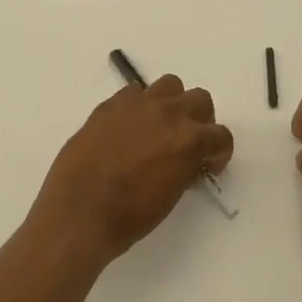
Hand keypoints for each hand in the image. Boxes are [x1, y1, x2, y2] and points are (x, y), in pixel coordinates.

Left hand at [31, 74, 233, 266]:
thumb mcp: (170, 195)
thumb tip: (188, 158)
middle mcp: (169, 113)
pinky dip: (138, 106)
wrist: (79, 212)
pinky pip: (135, 92)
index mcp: (189, 140)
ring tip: (159, 126)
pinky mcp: (111, 103)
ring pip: (170, 85)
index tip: (208, 164)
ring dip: (171, 103)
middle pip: (200, 99)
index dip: (219, 152)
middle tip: (186, 142)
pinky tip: (127, 128)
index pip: (221, 135)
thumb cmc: (129, 217)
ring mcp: (139, 103)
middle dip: (200, 120)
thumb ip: (185, 167)